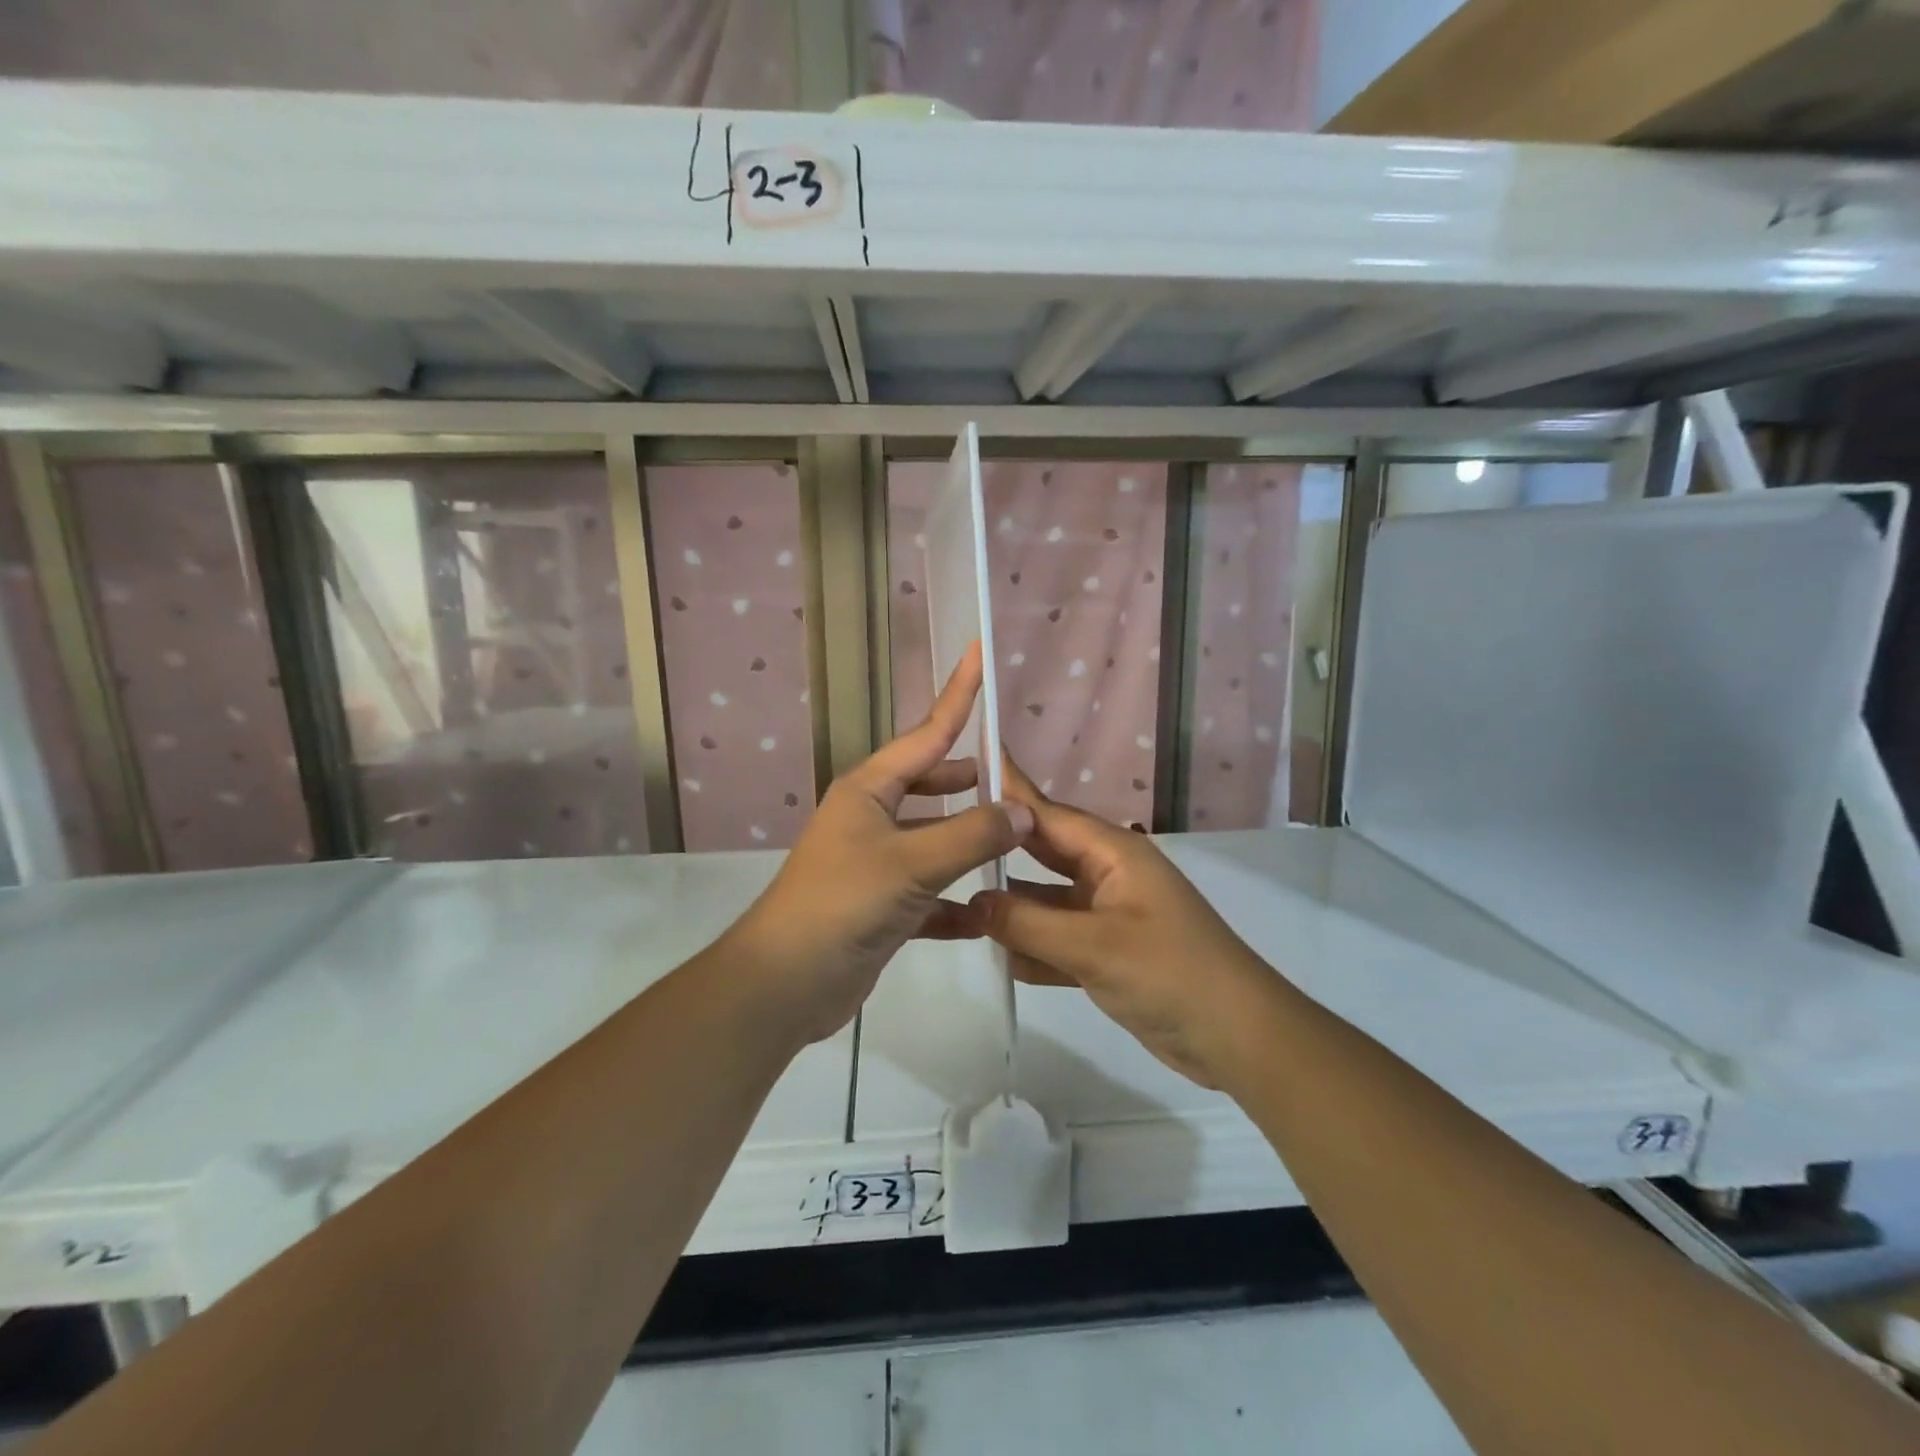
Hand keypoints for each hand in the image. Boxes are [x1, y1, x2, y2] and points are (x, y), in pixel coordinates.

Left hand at [725, 643, 1032, 1043]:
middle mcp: (870, 819)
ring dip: (967, 844)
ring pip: (933, 841)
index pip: (926, 734)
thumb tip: (1023, 811)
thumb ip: (972, 834)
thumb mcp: (912, 862)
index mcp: (869, 790)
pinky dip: (955, 902)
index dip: (957, 696)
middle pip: (929, 786)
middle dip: (967, 781)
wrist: (786, 983)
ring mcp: (874, 864)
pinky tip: (987, 916)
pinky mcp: (880, 907)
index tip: (977, 656)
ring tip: (1012, 844)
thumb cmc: (843, 904)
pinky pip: (929, 893)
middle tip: (1011, 781)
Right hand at [968, 762, 1276, 1087]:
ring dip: (1008, 905)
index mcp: (1112, 853)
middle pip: (1041, 852)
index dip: (1006, 793)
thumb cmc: (1171, 974)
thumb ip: (1027, 923)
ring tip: (951, 900)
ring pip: (1045, 899)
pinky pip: (1056, 939)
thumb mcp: (1094, 946)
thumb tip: (970, 903)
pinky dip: (1030, 946)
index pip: (1046, 814)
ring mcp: (1107, 914)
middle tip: (943, 838)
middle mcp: (1106, 874)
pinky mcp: (1107, 952)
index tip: (964, 768)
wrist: (1238, 1038)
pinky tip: (994, 955)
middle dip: (998, 849)